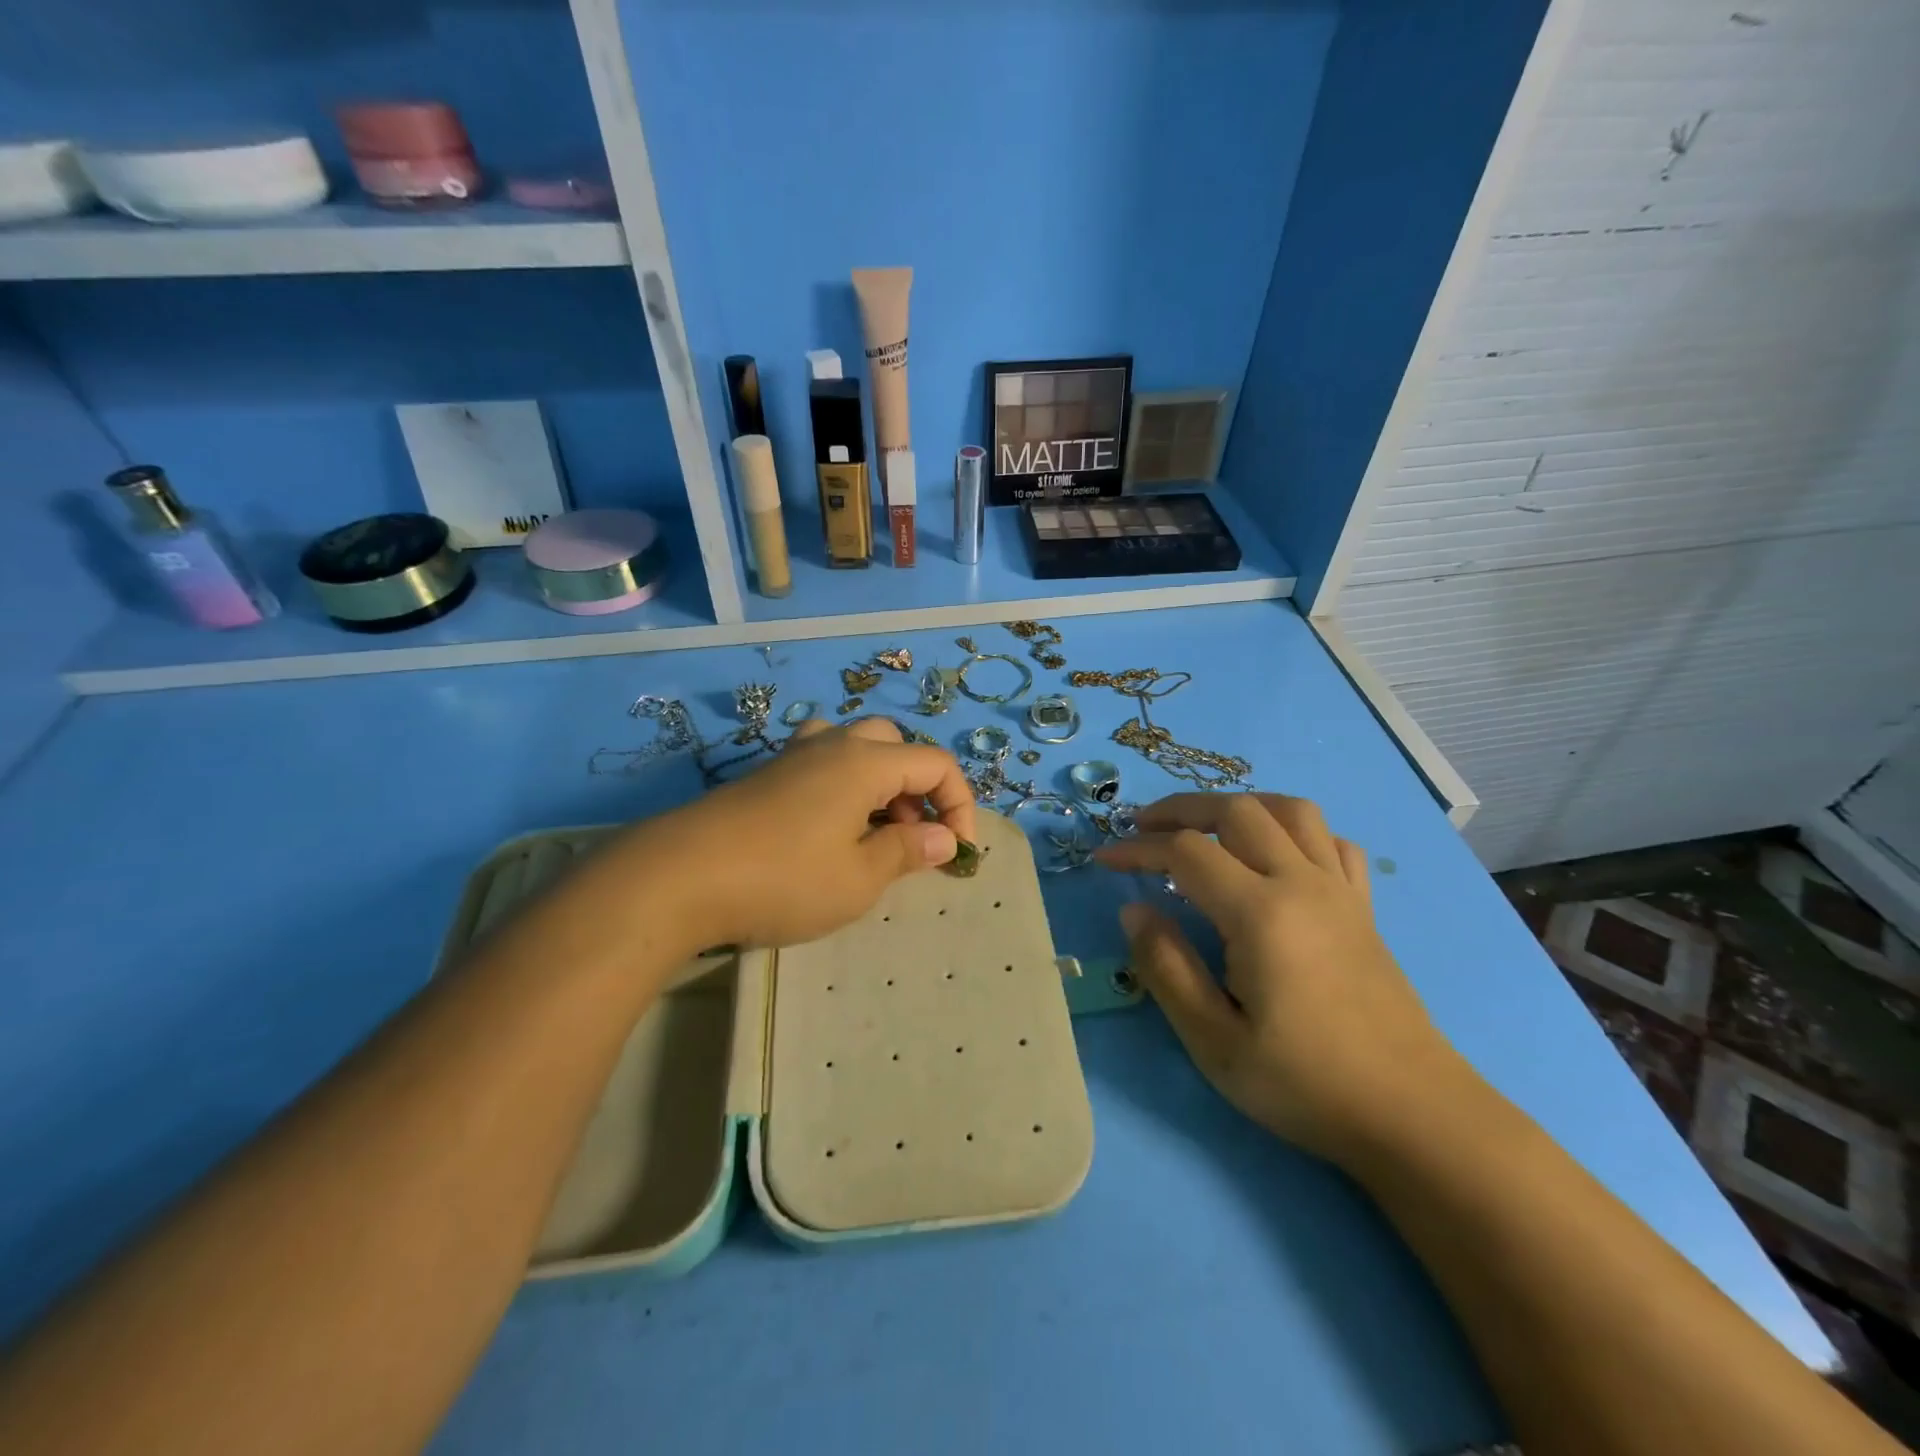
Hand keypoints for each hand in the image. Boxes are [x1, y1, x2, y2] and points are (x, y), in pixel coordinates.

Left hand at [620, 717, 976, 951]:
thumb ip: (908, 852)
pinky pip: (821, 763)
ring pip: (856, 748)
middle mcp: (833, 745)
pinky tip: (826, 829)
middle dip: (918, 788)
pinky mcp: (764, 775)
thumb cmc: (783, 879)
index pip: (936, 763)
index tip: (957, 852)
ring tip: (871, 831)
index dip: (960, 804)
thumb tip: (945, 839)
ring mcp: (793, 756)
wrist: (677, 877)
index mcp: (865, 762)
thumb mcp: (859, 878)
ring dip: (879, 783)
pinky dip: (843, 787)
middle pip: (896, 745)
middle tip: (911, 837)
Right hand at [1095, 793, 1467, 1163]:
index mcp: (1260, 913)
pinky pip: (1332, 841)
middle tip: (1142, 827)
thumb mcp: (1215, 1042)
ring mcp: (1339, 891)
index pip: (1186, 852)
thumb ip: (1166, 968)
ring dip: (1240, 805)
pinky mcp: (1363, 908)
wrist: (1413, 1115)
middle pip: (1237, 810)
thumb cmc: (1305, 1084)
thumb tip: (1134, 909)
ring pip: (1291, 810)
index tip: (1105, 860)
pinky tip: (1277, 855)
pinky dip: (1296, 831)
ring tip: (1206, 826)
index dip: (1138, 849)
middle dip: (1181, 809)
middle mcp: (1302, 883)